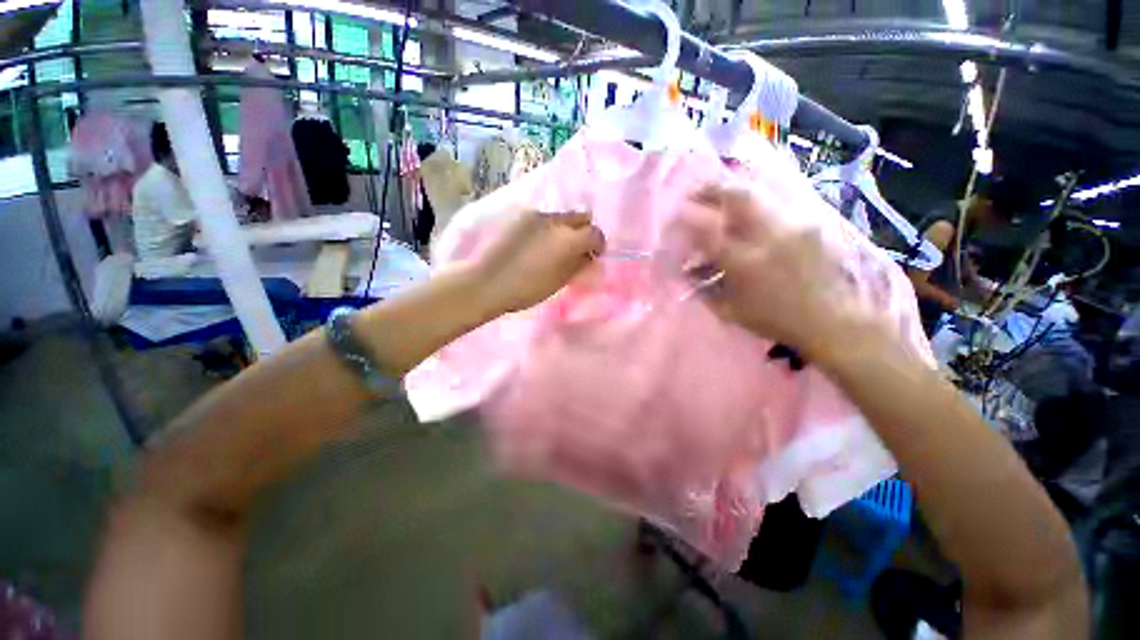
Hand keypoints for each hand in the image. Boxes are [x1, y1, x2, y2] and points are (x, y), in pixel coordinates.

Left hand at [471, 210, 604, 314]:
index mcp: (568, 239)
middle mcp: (555, 220)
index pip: (595, 233)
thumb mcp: (558, 282)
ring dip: (564, 229)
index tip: (592, 256)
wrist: (485, 282)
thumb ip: (578, 265)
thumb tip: (587, 256)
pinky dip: (547, 228)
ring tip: (553, 247)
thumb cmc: (526, 289)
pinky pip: (542, 218)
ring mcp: (535, 215)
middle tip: (576, 249)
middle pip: (580, 217)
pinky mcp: (519, 216)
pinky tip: (535, 243)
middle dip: (583, 231)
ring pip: (560, 217)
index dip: (598, 244)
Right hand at [683, 184, 887, 358]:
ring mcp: (795, 224)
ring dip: (734, 192)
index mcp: (744, 263)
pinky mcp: (812, 222)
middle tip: (696, 192)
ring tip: (721, 198)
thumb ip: (703, 289)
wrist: (833, 321)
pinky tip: (751, 214)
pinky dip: (756, 204)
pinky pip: (776, 203)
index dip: (687, 219)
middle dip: (711, 188)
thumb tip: (684, 272)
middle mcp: (769, 236)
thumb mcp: (730, 311)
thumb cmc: (774, 320)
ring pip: (759, 192)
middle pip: (737, 195)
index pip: (707, 231)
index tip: (676, 214)